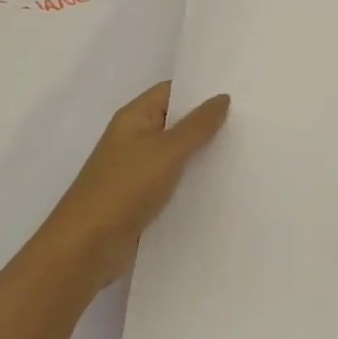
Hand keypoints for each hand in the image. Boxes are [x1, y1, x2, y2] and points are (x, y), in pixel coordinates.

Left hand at [37, 82, 229, 293]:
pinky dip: (194, 182)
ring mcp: (137, 171)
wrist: (86, 248)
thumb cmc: (124, 188)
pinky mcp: (142, 200)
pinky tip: (223, 186)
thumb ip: (197, 125)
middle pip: (176, 123)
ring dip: (203, 155)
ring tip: (245, 152)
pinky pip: (174, 183)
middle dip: (208, 123)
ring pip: (177, 155)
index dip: (201, 90)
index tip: (238, 92)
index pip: (172, 91)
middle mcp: (134, 139)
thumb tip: (221, 98)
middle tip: (250, 122)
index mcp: (134, 118)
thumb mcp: (166, 151)